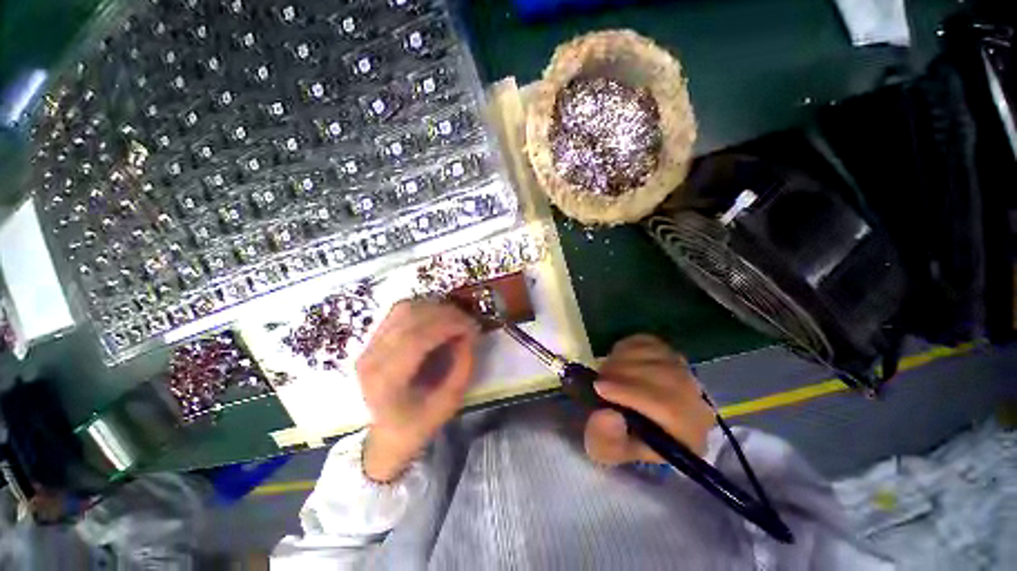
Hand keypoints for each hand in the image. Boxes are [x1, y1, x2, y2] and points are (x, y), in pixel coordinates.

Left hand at [356, 300, 480, 481]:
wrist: (386, 433)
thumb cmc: (419, 424)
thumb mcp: (449, 402)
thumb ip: (463, 366)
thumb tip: (469, 333)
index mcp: (386, 381)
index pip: (415, 339)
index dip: (448, 325)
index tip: (472, 327)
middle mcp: (371, 358)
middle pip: (409, 317)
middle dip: (446, 313)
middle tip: (468, 321)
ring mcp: (368, 346)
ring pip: (404, 309)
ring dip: (435, 308)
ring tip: (455, 319)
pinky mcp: (372, 338)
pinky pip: (399, 311)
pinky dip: (423, 308)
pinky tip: (438, 318)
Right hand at [584, 335, 713, 465]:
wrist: (630, 420)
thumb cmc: (620, 439)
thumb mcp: (607, 450)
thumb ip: (606, 440)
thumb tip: (609, 415)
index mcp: (688, 437)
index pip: (670, 409)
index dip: (631, 394)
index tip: (599, 388)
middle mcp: (697, 404)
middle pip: (667, 378)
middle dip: (624, 374)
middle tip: (598, 379)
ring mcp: (685, 374)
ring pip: (658, 356)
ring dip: (623, 360)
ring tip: (605, 372)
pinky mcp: (670, 354)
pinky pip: (650, 342)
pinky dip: (628, 347)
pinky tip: (616, 360)